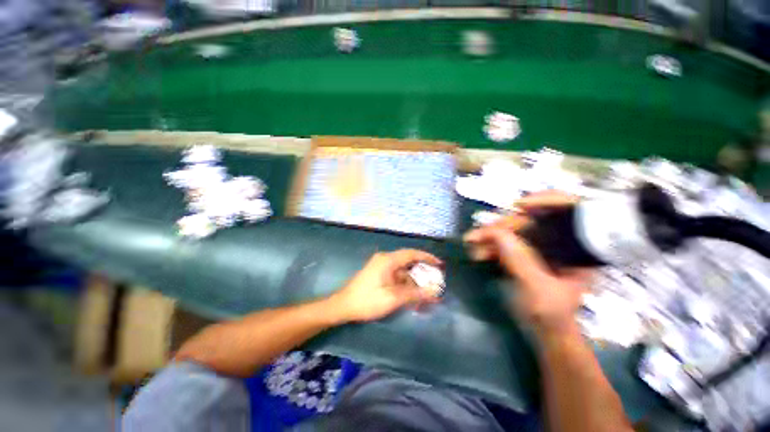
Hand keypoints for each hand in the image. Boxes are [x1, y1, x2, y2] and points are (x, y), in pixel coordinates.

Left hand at [331, 249, 442, 322]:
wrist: (343, 306)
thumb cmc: (367, 301)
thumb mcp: (393, 298)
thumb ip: (415, 294)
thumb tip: (435, 292)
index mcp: (388, 260)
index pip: (412, 253)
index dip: (427, 257)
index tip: (439, 264)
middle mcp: (385, 259)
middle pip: (408, 262)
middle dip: (422, 272)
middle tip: (435, 281)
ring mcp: (381, 266)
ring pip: (403, 270)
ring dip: (414, 280)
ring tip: (426, 291)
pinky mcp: (379, 274)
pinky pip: (396, 276)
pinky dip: (405, 284)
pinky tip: (412, 294)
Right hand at [464, 192, 591, 336]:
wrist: (545, 332)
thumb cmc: (551, 316)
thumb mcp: (537, 290)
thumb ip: (520, 261)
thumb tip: (497, 233)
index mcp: (577, 249)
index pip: (569, 211)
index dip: (546, 201)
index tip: (518, 205)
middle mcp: (560, 242)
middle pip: (532, 220)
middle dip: (502, 225)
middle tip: (478, 234)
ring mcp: (540, 247)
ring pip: (514, 230)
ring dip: (491, 235)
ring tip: (472, 243)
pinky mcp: (524, 253)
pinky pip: (506, 241)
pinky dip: (491, 244)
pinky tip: (477, 251)